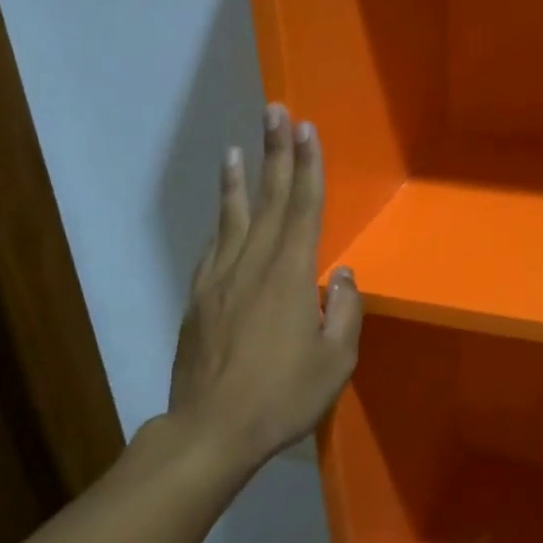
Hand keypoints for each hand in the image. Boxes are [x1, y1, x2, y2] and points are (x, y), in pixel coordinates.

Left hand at [169, 103, 362, 469]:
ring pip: (232, 219)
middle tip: (274, 112)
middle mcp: (253, 266)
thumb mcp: (335, 362)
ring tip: (236, 149)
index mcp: (290, 277)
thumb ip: (343, 312)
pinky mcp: (199, 300)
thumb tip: (341, 275)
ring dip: (238, 181)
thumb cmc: (282, 397)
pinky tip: (221, 214)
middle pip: (267, 200)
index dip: (307, 167)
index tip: (306, 129)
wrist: (211, 430)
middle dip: (274, 153)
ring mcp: (220, 280)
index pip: (303, 209)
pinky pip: (213, 249)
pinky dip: (220, 223)